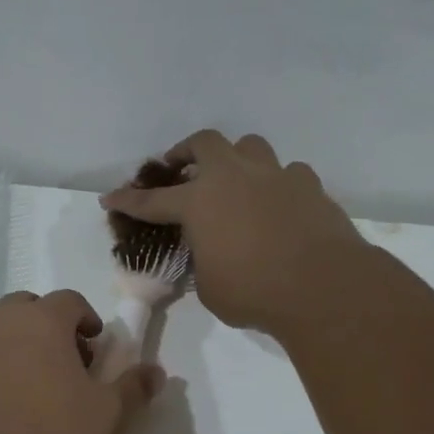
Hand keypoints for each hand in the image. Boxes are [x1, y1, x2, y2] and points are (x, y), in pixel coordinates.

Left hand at [0, 289, 165, 433]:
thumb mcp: (108, 418)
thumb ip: (134, 388)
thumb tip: (155, 372)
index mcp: (41, 321)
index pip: (69, 300)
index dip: (87, 319)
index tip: (96, 349)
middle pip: (27, 309)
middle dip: (50, 327)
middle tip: (68, 365)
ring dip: (20, 348)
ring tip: (37, 391)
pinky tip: (6, 413)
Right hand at [101, 131, 364, 334]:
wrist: (322, 286)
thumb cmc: (254, 291)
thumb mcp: (210, 286)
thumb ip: (203, 261)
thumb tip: (211, 254)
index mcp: (199, 202)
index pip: (153, 201)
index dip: (128, 201)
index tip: (110, 198)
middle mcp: (234, 178)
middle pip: (205, 142)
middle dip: (187, 151)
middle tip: (180, 167)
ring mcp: (275, 176)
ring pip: (251, 146)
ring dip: (236, 157)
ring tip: (234, 178)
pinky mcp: (310, 186)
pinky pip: (289, 173)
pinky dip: (278, 183)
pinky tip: (279, 203)